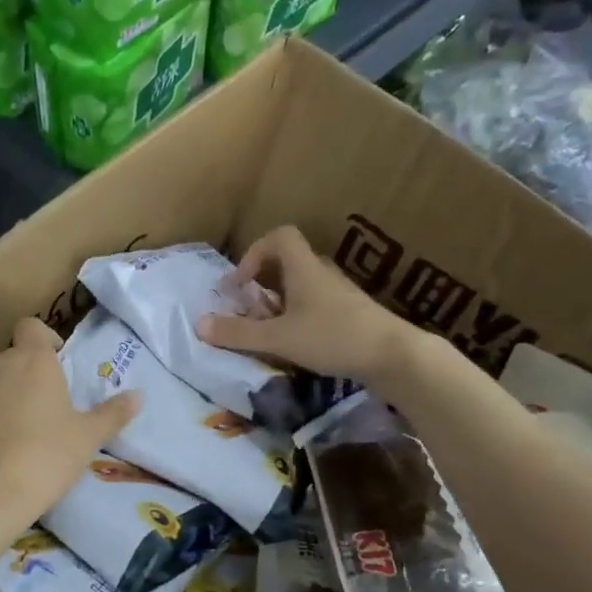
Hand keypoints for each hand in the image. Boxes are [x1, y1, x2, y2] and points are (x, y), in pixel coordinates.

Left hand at [0, 317, 139, 528]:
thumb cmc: (47, 459)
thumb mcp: (87, 438)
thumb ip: (112, 413)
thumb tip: (139, 396)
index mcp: (35, 360)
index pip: (33, 327)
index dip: (42, 340)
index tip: (52, 362)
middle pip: (9, 353)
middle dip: (19, 370)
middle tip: (32, 404)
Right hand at [197, 226, 408, 382]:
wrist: (393, 355)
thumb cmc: (332, 337)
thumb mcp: (278, 338)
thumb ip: (238, 332)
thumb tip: (198, 324)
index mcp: (304, 268)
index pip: (279, 237)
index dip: (253, 253)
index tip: (240, 284)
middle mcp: (322, 274)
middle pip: (287, 263)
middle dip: (262, 284)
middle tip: (249, 311)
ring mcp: (339, 294)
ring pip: (301, 287)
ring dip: (279, 304)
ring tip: (268, 332)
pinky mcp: (351, 314)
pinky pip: (316, 305)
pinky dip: (298, 317)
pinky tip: (296, 344)